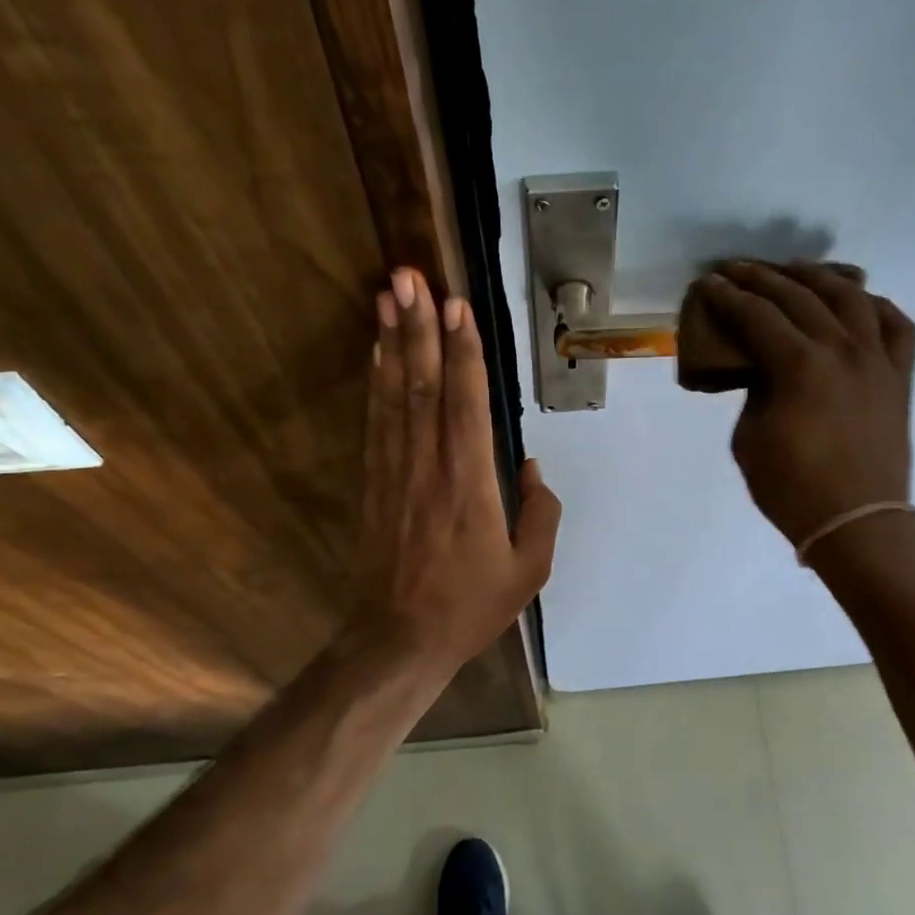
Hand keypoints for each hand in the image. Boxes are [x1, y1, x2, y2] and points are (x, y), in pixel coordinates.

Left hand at [351, 267, 561, 675]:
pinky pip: (376, 424)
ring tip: (387, 295)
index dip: (463, 351)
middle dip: (419, 327)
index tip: (456, 304)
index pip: (467, 403)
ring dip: (392, 343)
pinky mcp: (373, 485)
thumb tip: (531, 469)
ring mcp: (395, 473)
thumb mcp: (529, 570)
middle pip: (424, 385)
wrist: (399, 639)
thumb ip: (541, 514)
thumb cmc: (470, 606)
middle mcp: (429, 466)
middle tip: (409, 275)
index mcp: (470, 483)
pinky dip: (375, 385)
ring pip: (394, 396)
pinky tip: (376, 355)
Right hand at [694, 261, 914, 547]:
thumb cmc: (793, 489)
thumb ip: (755, 393)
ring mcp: (878, 360)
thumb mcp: (750, 440)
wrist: (857, 523)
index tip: (709, 282)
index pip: (757, 316)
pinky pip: (897, 326)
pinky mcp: (900, 378)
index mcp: (800, 366)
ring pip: (852, 298)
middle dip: (763, 278)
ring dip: (818, 277)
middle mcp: (842, 350)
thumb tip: (765, 369)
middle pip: (800, 297)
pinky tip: (859, 301)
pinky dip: (876, 306)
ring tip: (795, 271)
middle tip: (737, 269)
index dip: (728, 296)